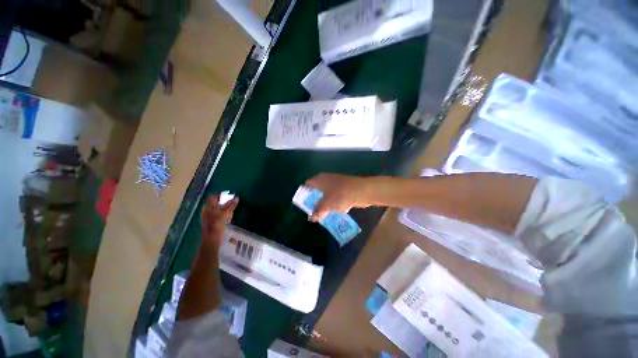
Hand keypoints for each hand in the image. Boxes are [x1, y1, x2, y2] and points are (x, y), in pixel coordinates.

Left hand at [201, 194, 238, 249]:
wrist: (211, 240)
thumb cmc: (216, 225)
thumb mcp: (224, 214)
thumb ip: (230, 206)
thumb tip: (236, 198)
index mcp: (208, 207)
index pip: (213, 197)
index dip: (220, 195)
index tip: (229, 195)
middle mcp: (207, 211)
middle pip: (215, 203)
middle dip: (224, 202)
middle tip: (233, 201)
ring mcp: (209, 218)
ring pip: (217, 209)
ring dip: (225, 208)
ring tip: (233, 209)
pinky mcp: (213, 224)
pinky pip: (219, 216)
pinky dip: (224, 214)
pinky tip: (229, 217)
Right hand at [305, 173, 371, 221]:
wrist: (362, 191)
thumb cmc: (340, 195)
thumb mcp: (326, 205)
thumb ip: (317, 211)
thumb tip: (311, 218)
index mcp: (320, 179)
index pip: (307, 184)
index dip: (304, 193)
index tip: (304, 203)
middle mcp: (327, 179)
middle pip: (317, 189)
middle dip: (315, 200)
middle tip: (313, 210)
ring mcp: (337, 182)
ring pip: (327, 193)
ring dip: (325, 202)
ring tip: (322, 213)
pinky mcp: (345, 187)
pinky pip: (336, 195)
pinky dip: (334, 202)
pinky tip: (335, 210)